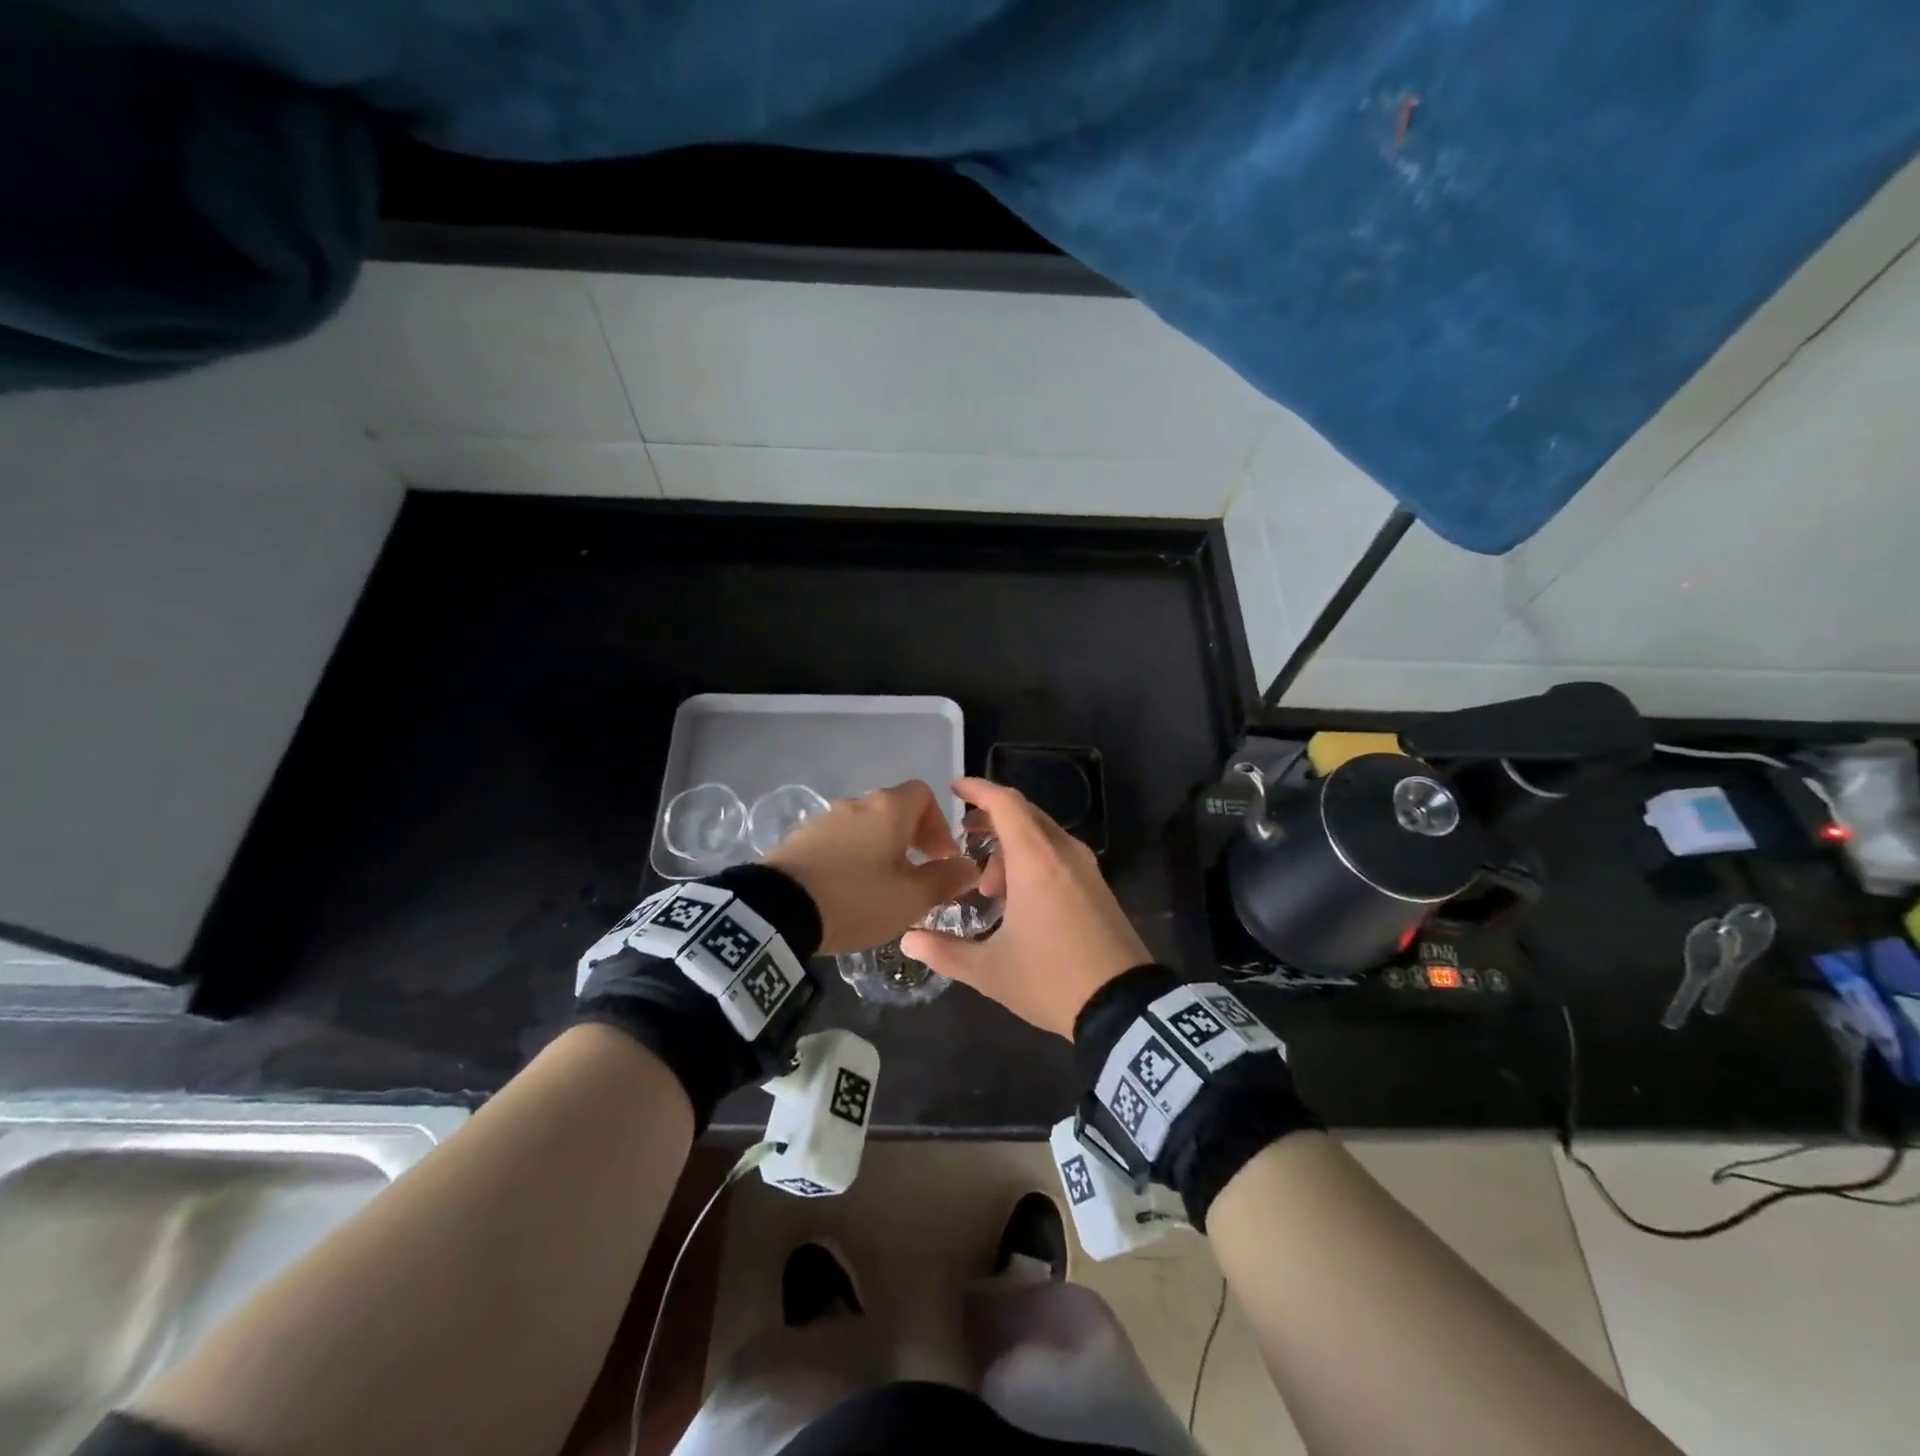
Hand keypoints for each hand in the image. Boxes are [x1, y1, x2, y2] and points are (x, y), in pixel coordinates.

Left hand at [764, 780, 979, 954]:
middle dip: (912, 839)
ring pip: (865, 826)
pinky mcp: (799, 838)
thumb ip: (945, 880)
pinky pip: (838, 841)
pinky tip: (847, 890)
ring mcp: (824, 818)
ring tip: (881, 888)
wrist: (777, 910)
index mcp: (888, 809)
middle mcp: (857, 803)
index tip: (940, 858)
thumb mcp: (911, 898)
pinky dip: (852, 857)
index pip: (924, 794)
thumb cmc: (856, 899)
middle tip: (916, 875)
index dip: (939, 823)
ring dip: (881, 849)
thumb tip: (970, 867)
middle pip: (894, 810)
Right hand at [902, 778, 1149, 1037]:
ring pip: (1042, 836)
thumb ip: (944, 951)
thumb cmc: (1050, 978)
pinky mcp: (1099, 886)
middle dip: (990, 822)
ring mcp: (1087, 868)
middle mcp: (1064, 852)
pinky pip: (1059, 855)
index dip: (977, 789)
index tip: (954, 788)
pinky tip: (1021, 901)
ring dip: (1011, 849)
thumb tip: (908, 940)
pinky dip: (1034, 861)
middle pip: (1024, 815)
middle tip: (963, 842)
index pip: (1005, 803)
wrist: (1124, 1006)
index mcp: (1036, 859)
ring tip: (990, 890)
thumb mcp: (989, 970)